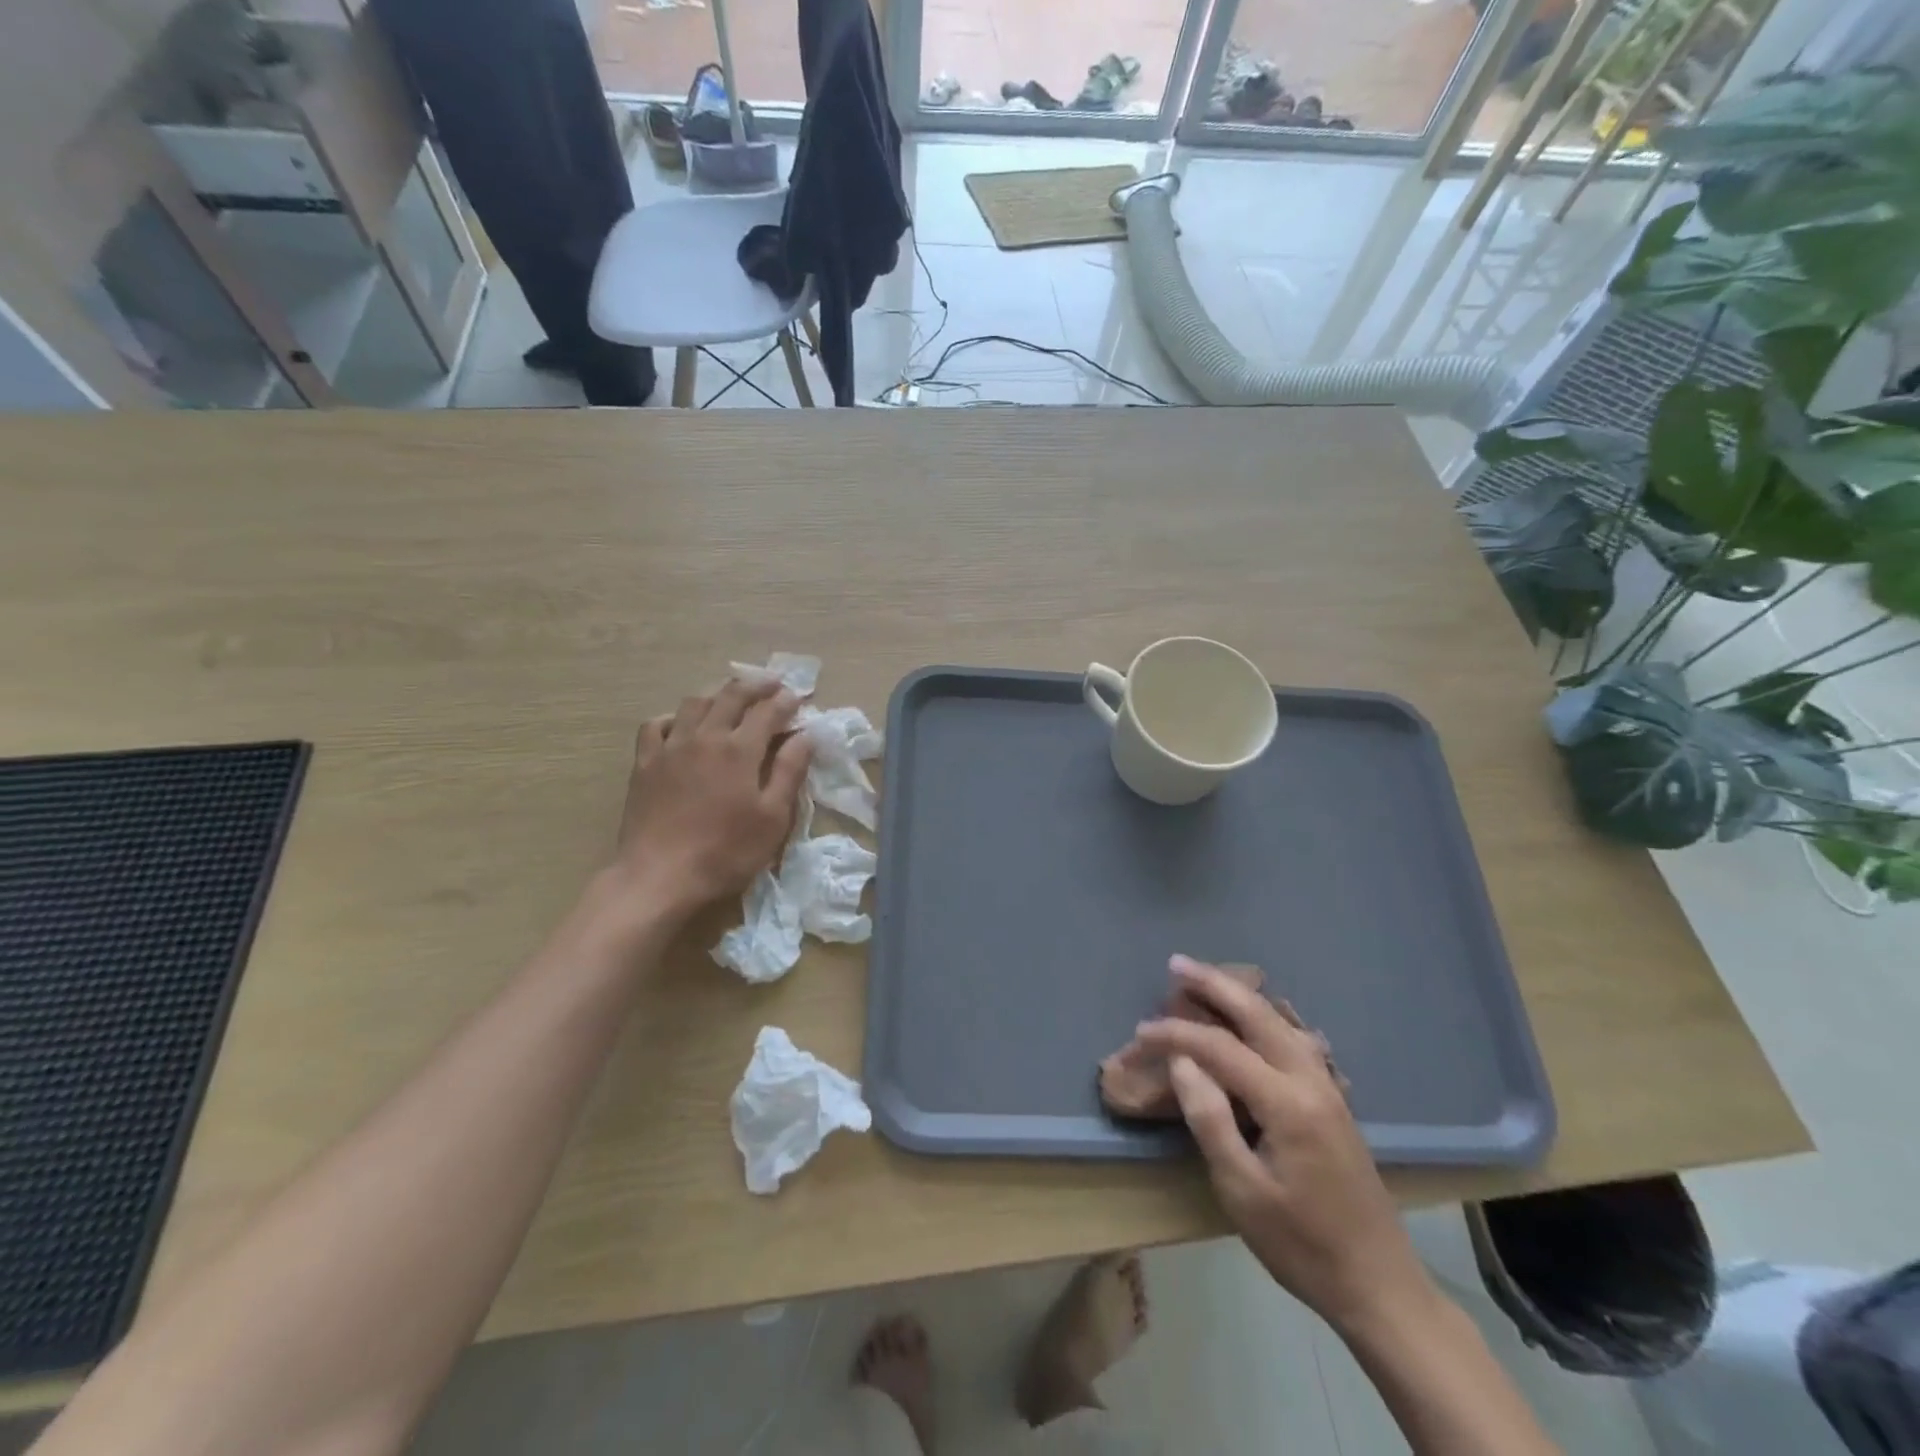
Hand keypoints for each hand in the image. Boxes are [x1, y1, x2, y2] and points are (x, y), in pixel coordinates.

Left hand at [614, 678, 811, 913]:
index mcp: (739, 750)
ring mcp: (670, 747)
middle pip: (731, 696)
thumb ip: (789, 772)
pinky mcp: (644, 763)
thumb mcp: (772, 818)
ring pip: (694, 703)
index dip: (785, 701)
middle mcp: (704, 737)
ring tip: (730, 697)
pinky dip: (673, 717)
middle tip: (771, 684)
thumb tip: (805, 736)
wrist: (659, 876)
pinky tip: (681, 725)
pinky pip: (656, 725)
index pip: (767, 712)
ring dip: (717, 694)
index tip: (797, 698)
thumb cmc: (725, 852)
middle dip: (755, 686)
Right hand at [1135, 957, 1435, 1337]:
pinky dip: (1261, 1017)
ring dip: (1239, 996)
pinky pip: (1291, 1039)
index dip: (1177, 1034)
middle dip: (1214, 985)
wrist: (1380, 1286)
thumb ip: (1210, 1120)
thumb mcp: (1243, 1191)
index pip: (1221, 1048)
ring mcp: (1327, 1088)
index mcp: (1288, 1103)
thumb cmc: (1302, 1245)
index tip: (1140, 1033)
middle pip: (1258, 1015)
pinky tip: (1247, 1018)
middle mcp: (1311, 1081)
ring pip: (1279, 1022)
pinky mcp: (1332, 1100)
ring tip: (1204, 980)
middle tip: (1176, 963)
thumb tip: (1182, 1062)